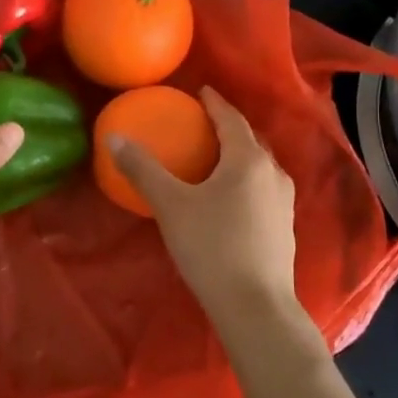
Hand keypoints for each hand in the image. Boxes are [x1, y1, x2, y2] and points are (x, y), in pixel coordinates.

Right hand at [107, 87, 299, 325]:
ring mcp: (283, 202)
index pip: (231, 119)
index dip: (214, 103)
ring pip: (261, 166)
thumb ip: (143, 169)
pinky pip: (263, 188)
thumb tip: (114, 138)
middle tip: (205, 123)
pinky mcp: (284, 227)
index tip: (200, 92)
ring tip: (218, 156)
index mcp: (247, 160)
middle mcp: (273, 174)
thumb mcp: (170, 205)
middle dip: (229, 127)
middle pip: (251, 140)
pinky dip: (246, 179)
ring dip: (241, 154)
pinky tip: (231, 196)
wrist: (254, 305)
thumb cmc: (211, 247)